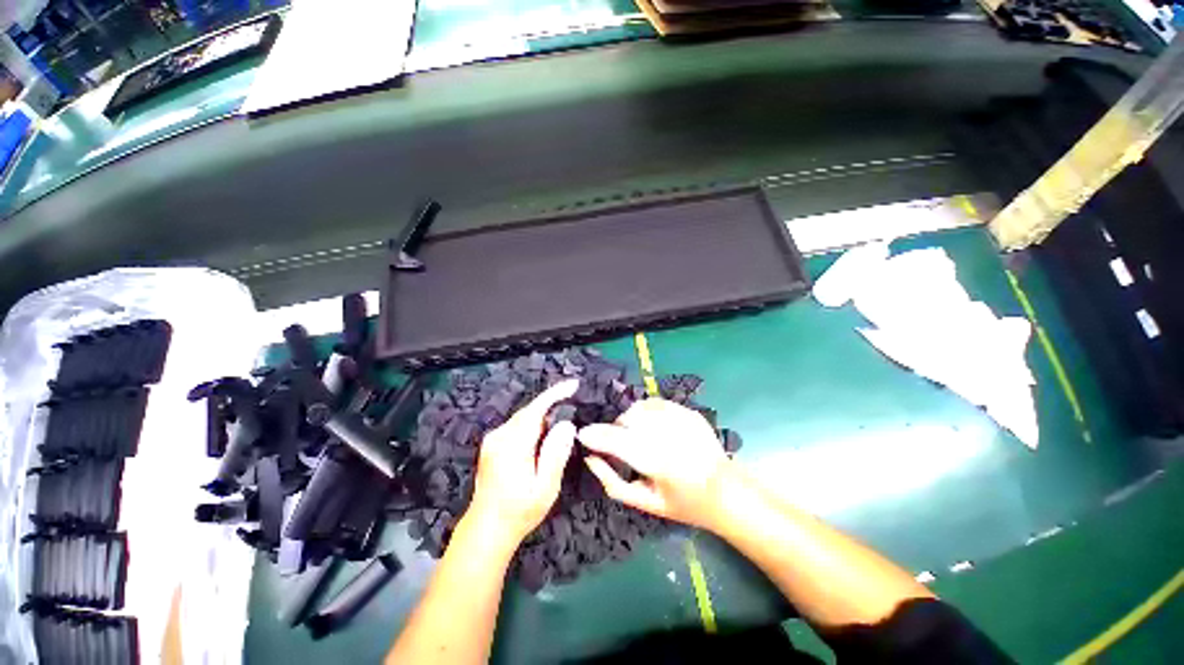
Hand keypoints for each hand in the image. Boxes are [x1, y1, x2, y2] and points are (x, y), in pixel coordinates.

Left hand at [466, 380, 578, 547]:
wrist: (486, 529)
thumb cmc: (519, 512)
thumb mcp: (544, 488)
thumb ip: (555, 454)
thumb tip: (567, 425)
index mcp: (512, 445)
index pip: (536, 409)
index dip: (555, 394)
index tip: (573, 384)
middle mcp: (500, 436)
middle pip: (530, 411)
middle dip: (552, 403)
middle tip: (574, 401)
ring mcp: (493, 439)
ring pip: (524, 417)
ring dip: (543, 414)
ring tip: (563, 416)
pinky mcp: (492, 444)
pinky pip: (518, 425)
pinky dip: (534, 423)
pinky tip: (544, 432)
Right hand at [579, 398, 731, 530]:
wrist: (726, 491)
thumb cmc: (683, 503)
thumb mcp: (645, 503)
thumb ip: (612, 481)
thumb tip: (590, 458)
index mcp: (656, 462)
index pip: (615, 440)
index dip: (595, 435)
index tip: (583, 435)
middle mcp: (667, 435)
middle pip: (626, 419)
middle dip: (615, 429)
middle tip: (621, 444)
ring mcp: (681, 419)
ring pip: (639, 407)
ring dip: (630, 419)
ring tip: (638, 434)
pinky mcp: (688, 412)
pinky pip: (656, 403)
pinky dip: (647, 412)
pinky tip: (654, 426)